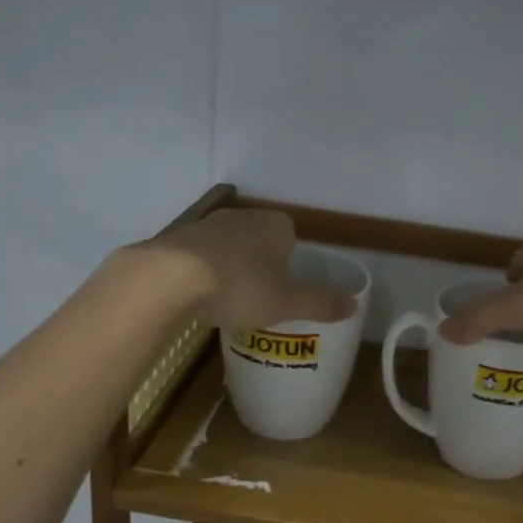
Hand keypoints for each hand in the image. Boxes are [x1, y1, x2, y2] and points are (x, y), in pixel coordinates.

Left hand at [128, 208, 354, 331]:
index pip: (290, 235)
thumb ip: (320, 303)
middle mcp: (242, 217)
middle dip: (260, 263)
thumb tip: (355, 305)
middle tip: (260, 296)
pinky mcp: (176, 239)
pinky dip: (201, 271)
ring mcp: (206, 225)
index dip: (290, 259)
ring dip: (229, 266)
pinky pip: (198, 255)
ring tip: (228, 299)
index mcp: (275, 226)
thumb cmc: (240, 287)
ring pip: (228, 246)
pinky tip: (197, 296)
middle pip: (258, 239)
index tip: (285, 285)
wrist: (168, 279)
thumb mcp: (287, 303)